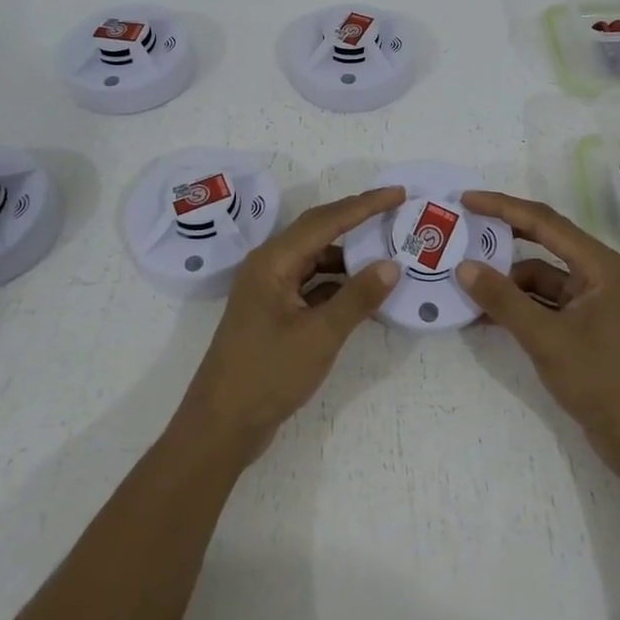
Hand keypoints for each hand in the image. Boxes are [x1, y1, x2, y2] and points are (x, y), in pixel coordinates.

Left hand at [175, 185, 404, 460]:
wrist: (221, 426)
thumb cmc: (267, 374)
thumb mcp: (320, 335)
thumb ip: (357, 298)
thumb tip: (392, 265)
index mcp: (273, 261)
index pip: (326, 221)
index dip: (364, 205)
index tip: (398, 193)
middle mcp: (268, 266)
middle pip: (318, 232)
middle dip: (356, 220)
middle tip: (394, 212)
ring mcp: (269, 290)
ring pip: (315, 259)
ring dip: (348, 256)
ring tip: (386, 252)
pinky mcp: (274, 313)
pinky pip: (311, 284)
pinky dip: (337, 283)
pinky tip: (362, 292)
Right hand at [458, 191, 619, 481]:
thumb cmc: (602, 379)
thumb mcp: (545, 337)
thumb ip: (503, 300)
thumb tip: (463, 267)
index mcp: (598, 264)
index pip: (543, 221)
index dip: (503, 207)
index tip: (466, 200)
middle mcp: (596, 274)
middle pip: (542, 243)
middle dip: (503, 237)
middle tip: (463, 229)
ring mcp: (591, 302)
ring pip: (539, 278)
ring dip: (506, 281)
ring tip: (464, 282)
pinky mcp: (584, 327)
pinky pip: (543, 304)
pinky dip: (517, 306)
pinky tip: (485, 315)